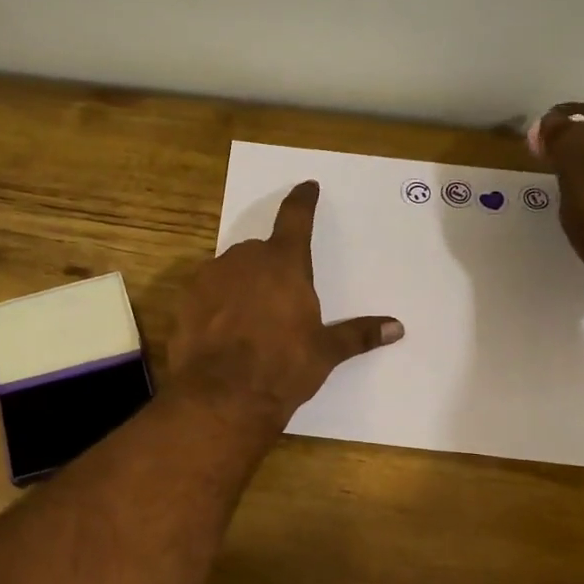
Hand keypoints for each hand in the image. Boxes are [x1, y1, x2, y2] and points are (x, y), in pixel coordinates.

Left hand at [168, 180, 403, 431]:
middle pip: (261, 251)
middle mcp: (245, 260)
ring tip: (250, 323)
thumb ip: (358, 334)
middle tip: (280, 302)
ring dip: (241, 286)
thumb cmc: (282, 368)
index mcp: (284, 263)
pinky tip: (222, 331)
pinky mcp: (185, 300)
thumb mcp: (325, 352)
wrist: (222, 396)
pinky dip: (216, 304)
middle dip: (271, 268)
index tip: (307, 187)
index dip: (303, 201)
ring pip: (231, 271)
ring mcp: (210, 277)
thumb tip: (398, 328)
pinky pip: (207, 293)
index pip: (296, 219)